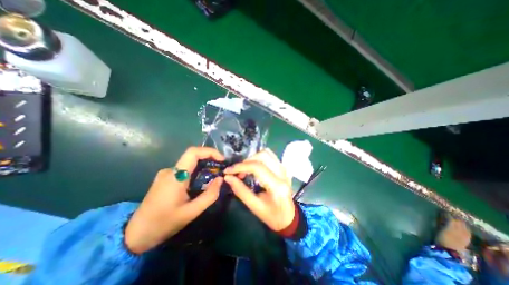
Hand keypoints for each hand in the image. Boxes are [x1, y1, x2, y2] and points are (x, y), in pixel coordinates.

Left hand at [124, 147, 222, 253]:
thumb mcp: (191, 212)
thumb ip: (209, 195)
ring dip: (203, 166)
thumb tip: (220, 179)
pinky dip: (196, 172)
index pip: (193, 152)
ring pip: (189, 163)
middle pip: (193, 156)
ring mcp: (166, 174)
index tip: (222, 159)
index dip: (210, 151)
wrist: (134, 236)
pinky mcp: (165, 178)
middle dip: (210, 159)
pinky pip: (185, 170)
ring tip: (214, 176)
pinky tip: (201, 182)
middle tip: (221, 168)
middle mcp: (170, 170)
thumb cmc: (163, 224)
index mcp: (175, 176)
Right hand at [223, 149, 293, 231]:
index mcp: (277, 186)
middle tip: (237, 171)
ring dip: (252, 158)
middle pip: (262, 155)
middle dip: (246, 161)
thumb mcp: (254, 206)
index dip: (240, 166)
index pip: (257, 167)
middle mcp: (283, 173)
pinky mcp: (283, 167)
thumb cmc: (272, 216)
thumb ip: (240, 191)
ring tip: (244, 169)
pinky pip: (270, 156)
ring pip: (267, 153)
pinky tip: (253, 167)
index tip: (228, 171)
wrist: (289, 216)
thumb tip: (228, 177)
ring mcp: (284, 168)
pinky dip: (259, 158)